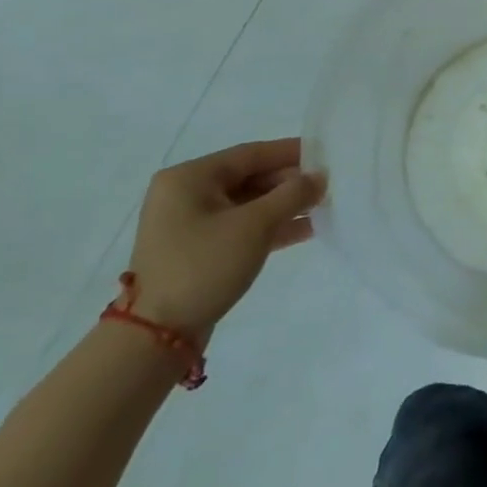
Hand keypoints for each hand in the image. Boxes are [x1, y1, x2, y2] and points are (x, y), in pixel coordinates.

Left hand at [125, 138, 326, 338]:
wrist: (158, 335)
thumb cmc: (204, 265)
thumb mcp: (255, 225)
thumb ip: (293, 195)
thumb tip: (320, 177)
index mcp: (189, 178)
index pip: (250, 154)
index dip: (291, 152)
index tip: (326, 154)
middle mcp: (186, 194)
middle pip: (250, 177)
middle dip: (290, 182)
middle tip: (329, 185)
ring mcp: (190, 224)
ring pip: (249, 204)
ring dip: (285, 205)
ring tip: (324, 207)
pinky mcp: (199, 249)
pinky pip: (241, 226)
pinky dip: (271, 226)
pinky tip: (307, 229)